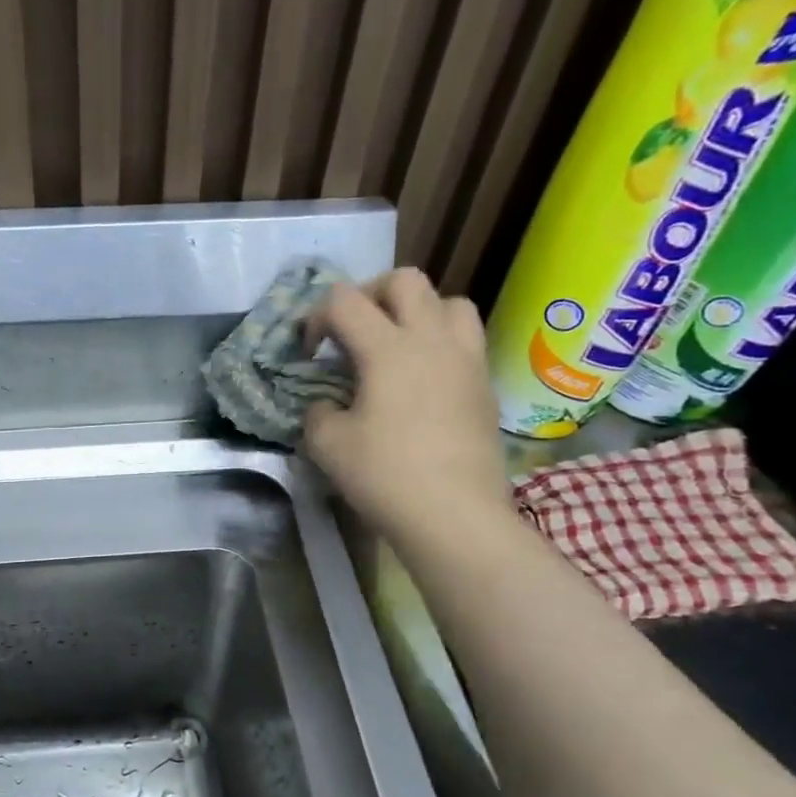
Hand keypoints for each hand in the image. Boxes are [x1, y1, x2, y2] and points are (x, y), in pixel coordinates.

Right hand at [303, 268, 513, 541]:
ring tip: (398, 346)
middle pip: (404, 280)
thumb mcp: (327, 446)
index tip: (310, 352)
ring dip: (418, 311)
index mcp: (388, 348)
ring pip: (449, 301)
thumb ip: (317, 412)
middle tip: (353, 331)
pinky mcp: (485, 385)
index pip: (344, 300)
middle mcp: (432, 340)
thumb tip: (325, 404)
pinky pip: (466, 339)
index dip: (316, 317)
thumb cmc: (386, 476)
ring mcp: (466, 360)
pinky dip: (441, 343)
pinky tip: (424, 380)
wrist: (455, 516)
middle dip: (370, 294)